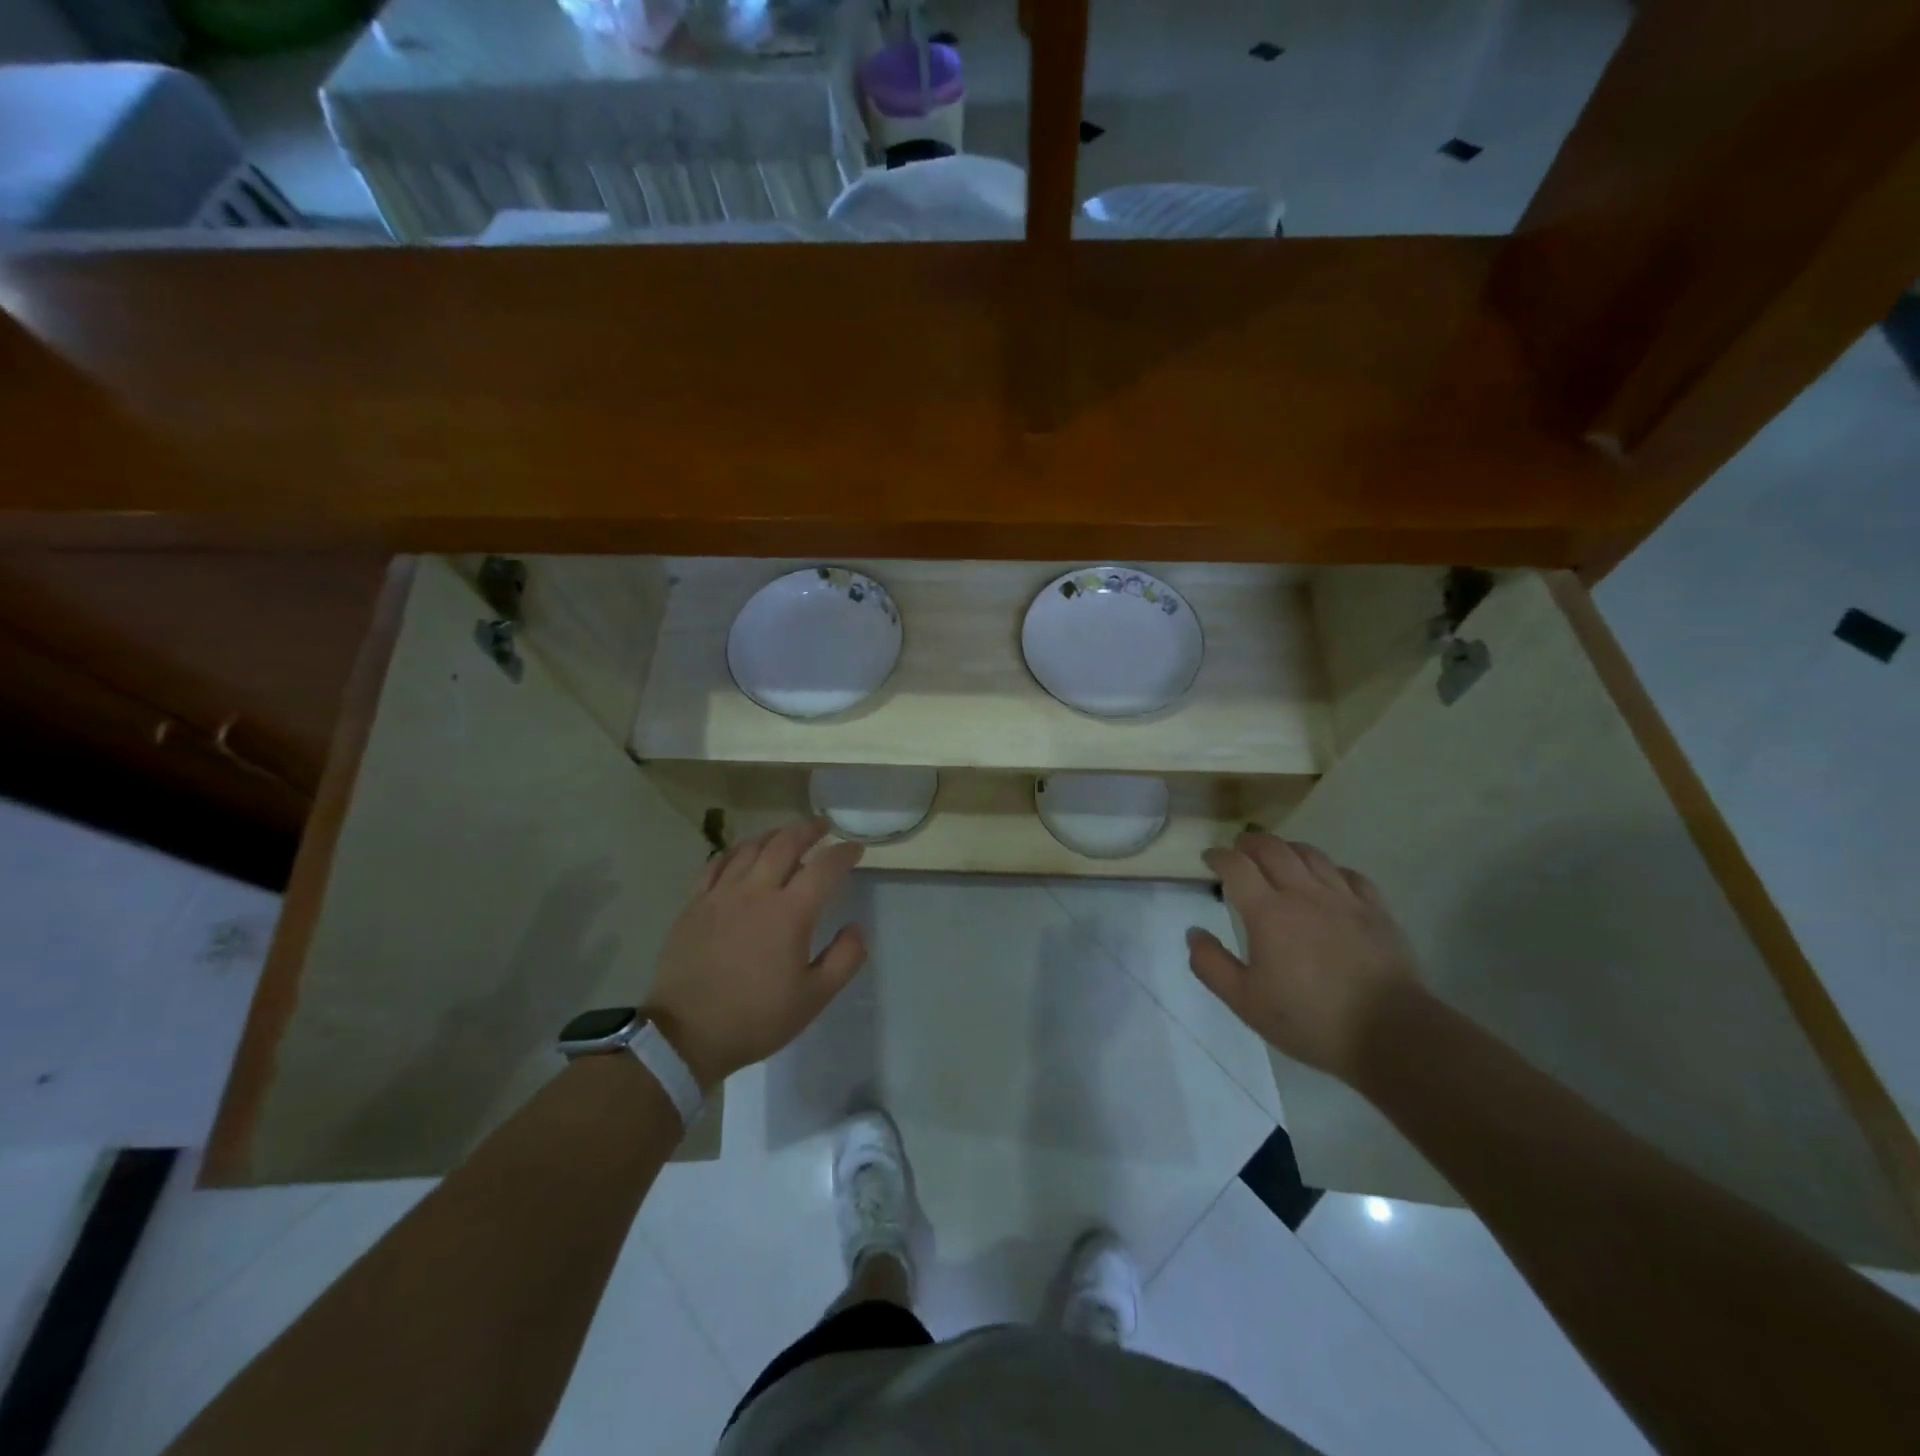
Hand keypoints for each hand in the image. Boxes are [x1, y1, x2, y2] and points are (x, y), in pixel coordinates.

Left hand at [644, 817, 865, 1089]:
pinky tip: (742, 854)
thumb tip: (856, 927)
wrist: (685, 1034)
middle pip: (785, 843)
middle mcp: (757, 891)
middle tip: (822, 826)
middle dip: (808, 829)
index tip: (855, 848)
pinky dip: (736, 851)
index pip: (825, 867)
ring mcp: (721, 894)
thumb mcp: (814, 998)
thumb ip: (844, 959)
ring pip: (750, 847)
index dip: (844, 853)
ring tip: (786, 834)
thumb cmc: (756, 1018)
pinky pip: (717, 863)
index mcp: (790, 912)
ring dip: (774, 834)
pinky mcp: (695, 904)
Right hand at [1187, 833, 1422, 1081]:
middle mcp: (1303, 893)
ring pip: (1311, 855)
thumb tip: (1194, 933)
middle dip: (1250, 843)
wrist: (1389, 1034)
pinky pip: (1350, 875)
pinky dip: (1331, 869)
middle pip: (1273, 848)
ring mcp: (1344, 898)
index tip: (1209, 859)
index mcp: (1267, 912)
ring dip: (1288, 848)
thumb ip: (1211, 964)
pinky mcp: (1375, 910)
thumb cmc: (1309, 1019)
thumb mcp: (1245, 1002)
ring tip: (1279, 856)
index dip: (1219, 856)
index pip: (1236, 866)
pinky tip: (1328, 880)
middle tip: (1239, 848)